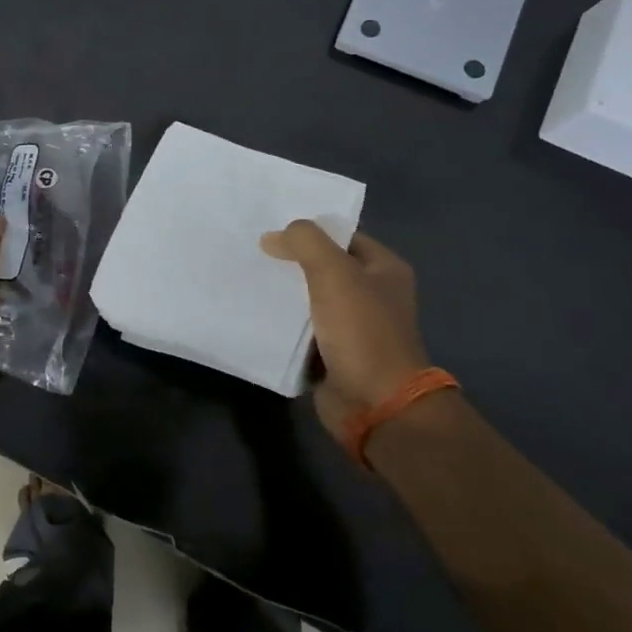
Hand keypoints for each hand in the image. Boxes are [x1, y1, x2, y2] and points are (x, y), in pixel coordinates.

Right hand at [261, 222, 429, 443]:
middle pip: (324, 267)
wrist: (376, 404)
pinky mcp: (333, 353)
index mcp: (385, 269)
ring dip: (283, 293)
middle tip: (252, 251)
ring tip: (247, 278)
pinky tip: (254, 312)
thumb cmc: (362, 331)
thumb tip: (273, 237)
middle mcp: (372, 294)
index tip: (270, 228)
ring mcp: (353, 326)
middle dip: (291, 261)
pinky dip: (283, 323)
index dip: (310, 230)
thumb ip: (305, 242)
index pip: (342, 236)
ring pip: (310, 298)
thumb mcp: (334, 272)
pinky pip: (302, 329)